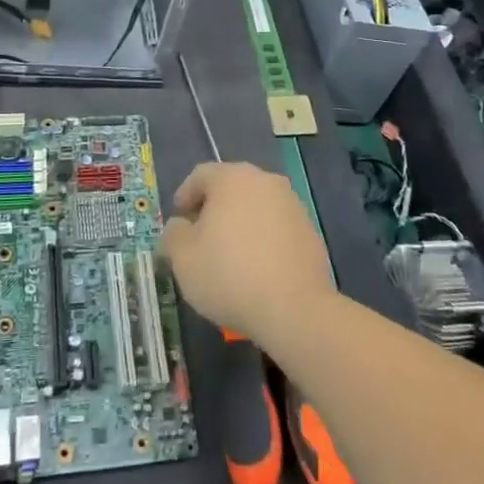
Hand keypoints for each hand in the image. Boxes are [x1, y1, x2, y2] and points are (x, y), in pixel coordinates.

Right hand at [160, 162, 335, 343]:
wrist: (294, 308)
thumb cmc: (229, 275)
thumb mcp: (183, 258)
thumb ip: (173, 234)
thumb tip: (180, 226)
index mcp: (232, 178)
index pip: (200, 175)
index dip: (184, 196)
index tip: (178, 221)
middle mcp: (265, 181)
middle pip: (231, 187)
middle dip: (213, 209)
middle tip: (200, 237)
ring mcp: (292, 204)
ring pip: (256, 206)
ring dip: (240, 223)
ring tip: (229, 255)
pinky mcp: (309, 230)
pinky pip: (277, 227)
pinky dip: (263, 239)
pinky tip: (257, 268)